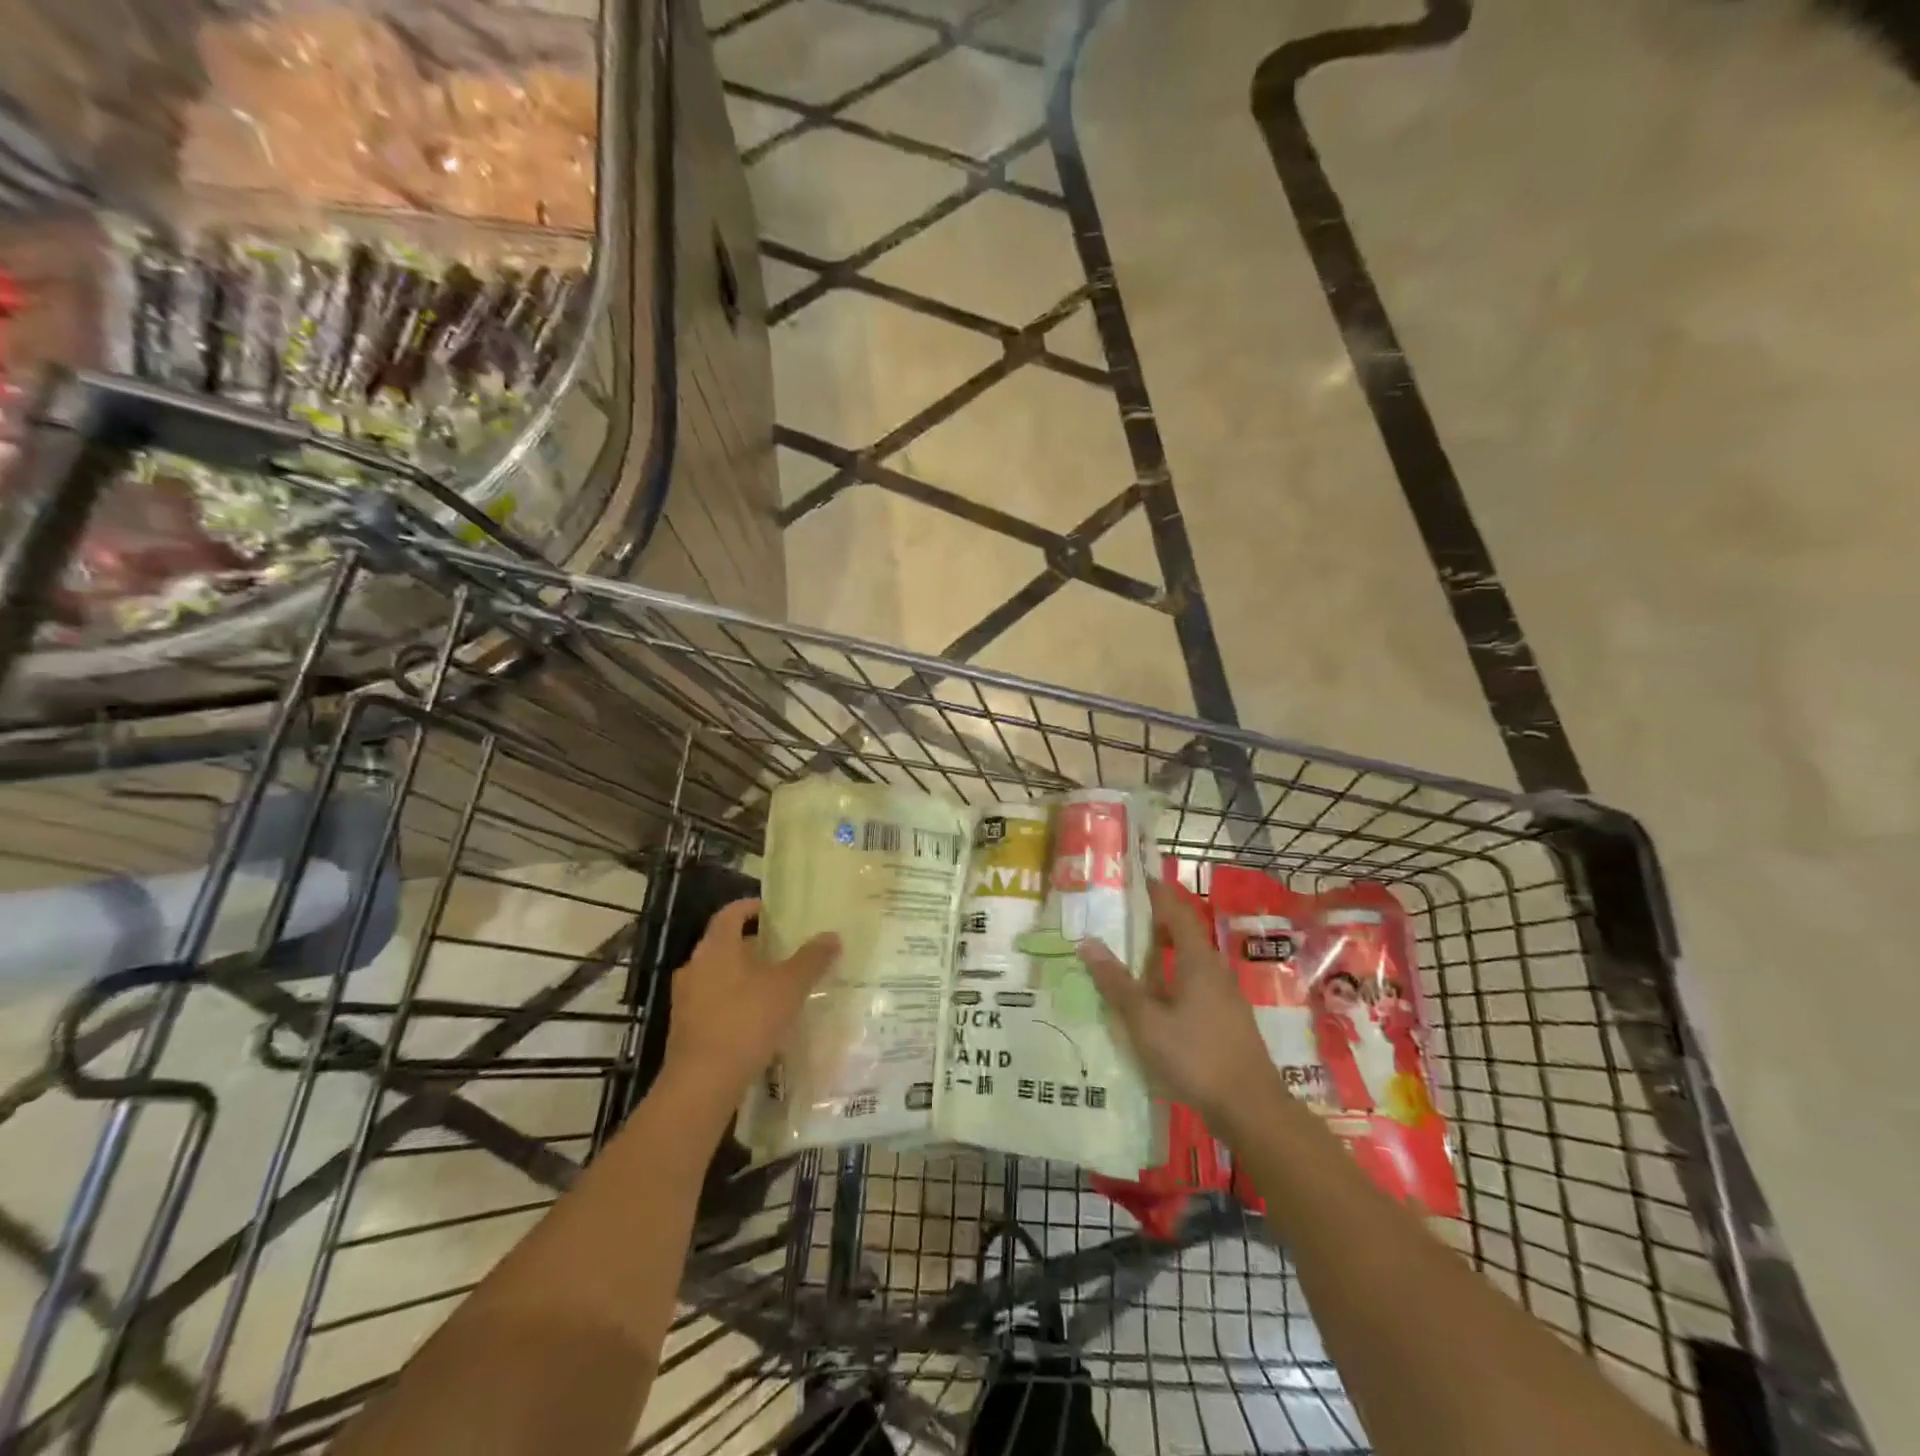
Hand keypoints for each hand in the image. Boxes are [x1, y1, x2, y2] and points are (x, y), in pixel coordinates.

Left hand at [661, 899, 839, 1109]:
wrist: (702, 1084)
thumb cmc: (746, 1021)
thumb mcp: (789, 987)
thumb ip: (811, 959)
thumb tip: (832, 936)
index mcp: (716, 947)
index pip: (731, 913)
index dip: (752, 908)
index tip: (775, 912)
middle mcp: (694, 965)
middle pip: (725, 944)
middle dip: (755, 945)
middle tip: (786, 950)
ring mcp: (685, 998)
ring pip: (719, 975)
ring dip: (745, 975)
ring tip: (776, 985)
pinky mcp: (685, 1028)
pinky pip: (714, 1002)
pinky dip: (735, 1001)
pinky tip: (758, 1018)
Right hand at [1078, 879, 1278, 1128]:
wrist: (1251, 1109)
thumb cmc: (1196, 1056)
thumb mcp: (1146, 1020)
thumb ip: (1117, 983)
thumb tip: (1088, 942)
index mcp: (1198, 961)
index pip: (1177, 912)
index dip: (1158, 893)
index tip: (1136, 879)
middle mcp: (1214, 971)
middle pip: (1184, 935)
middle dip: (1154, 924)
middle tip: (1121, 919)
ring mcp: (1224, 998)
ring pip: (1189, 964)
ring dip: (1161, 956)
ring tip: (1129, 958)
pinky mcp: (1226, 1021)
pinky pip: (1194, 987)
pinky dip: (1170, 981)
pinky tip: (1152, 1002)